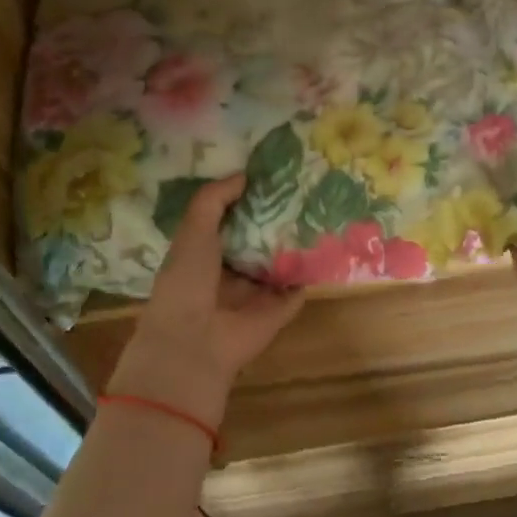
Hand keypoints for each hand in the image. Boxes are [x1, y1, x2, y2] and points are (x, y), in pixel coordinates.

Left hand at [107, 174, 304, 427]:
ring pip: (280, 261)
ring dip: (296, 241)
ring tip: (322, 208)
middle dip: (276, 218)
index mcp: (204, 253)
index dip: (246, 199)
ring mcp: (257, 292)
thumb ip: (213, 200)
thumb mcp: (192, 231)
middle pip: (258, 239)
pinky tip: (330, 243)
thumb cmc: (186, 282)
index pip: (229, 221)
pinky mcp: (279, 309)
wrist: (196, 343)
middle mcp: (231, 271)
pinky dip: (312, 270)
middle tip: (303, 187)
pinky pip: (299, 286)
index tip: (269, 174)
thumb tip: (243, 175)